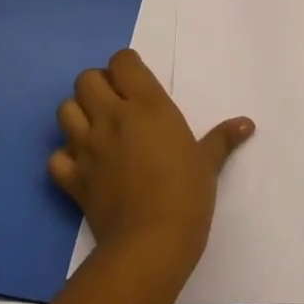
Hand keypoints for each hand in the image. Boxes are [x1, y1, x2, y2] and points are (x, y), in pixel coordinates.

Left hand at [51, 49, 253, 279]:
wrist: (151, 242)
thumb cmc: (187, 193)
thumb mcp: (208, 162)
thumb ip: (222, 138)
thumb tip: (247, 124)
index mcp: (146, 105)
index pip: (122, 61)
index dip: (127, 66)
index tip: (137, 82)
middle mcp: (111, 117)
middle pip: (86, 79)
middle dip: (98, 85)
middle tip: (117, 103)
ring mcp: (87, 147)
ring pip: (65, 110)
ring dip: (78, 114)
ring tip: (97, 129)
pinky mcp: (73, 179)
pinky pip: (56, 157)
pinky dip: (66, 157)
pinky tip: (83, 165)